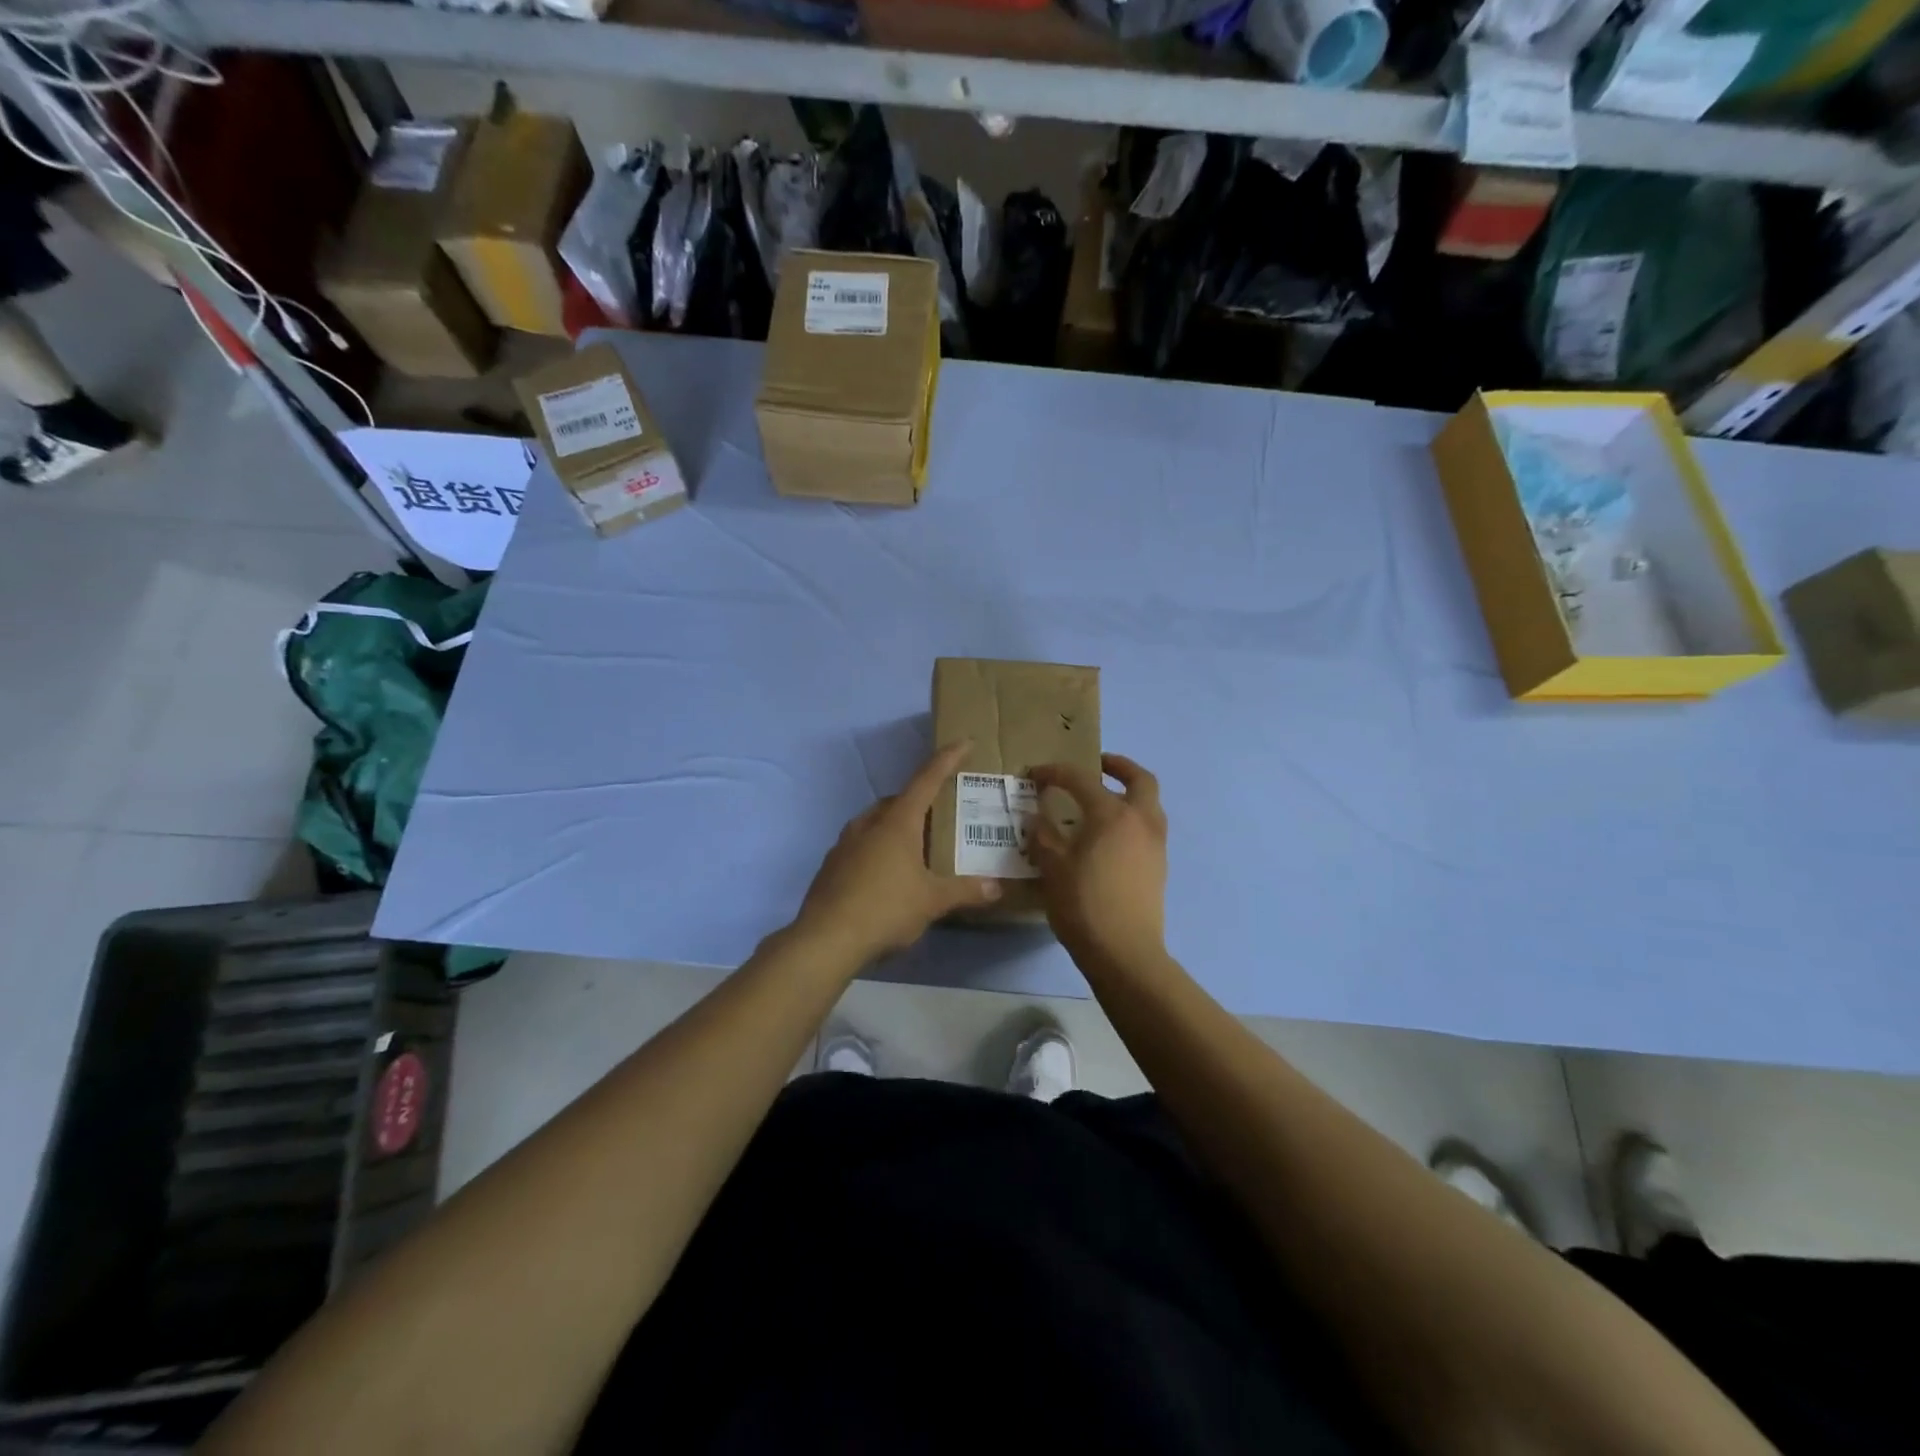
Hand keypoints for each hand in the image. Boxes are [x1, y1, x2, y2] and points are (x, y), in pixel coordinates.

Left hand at [794, 741, 1001, 964]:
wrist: (825, 940)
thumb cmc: (885, 909)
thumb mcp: (932, 902)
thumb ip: (964, 891)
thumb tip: (996, 888)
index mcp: (897, 822)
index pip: (926, 779)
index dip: (947, 759)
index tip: (963, 743)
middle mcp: (869, 824)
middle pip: (899, 800)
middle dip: (920, 800)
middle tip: (941, 813)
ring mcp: (845, 843)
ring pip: (876, 822)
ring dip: (896, 825)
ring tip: (916, 845)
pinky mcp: (831, 866)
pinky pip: (860, 845)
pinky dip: (878, 848)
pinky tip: (887, 874)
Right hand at [1030, 754, 1167, 968]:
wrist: (1124, 951)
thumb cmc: (1084, 904)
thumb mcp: (1052, 868)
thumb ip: (1043, 837)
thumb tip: (1036, 818)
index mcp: (1112, 814)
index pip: (1081, 779)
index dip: (1055, 772)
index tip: (1035, 774)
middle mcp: (1141, 821)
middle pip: (1140, 779)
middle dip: (1119, 766)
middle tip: (1097, 766)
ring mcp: (1155, 844)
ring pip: (1149, 804)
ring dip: (1130, 793)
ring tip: (1103, 801)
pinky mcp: (1159, 866)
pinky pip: (1148, 828)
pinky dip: (1132, 819)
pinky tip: (1109, 837)